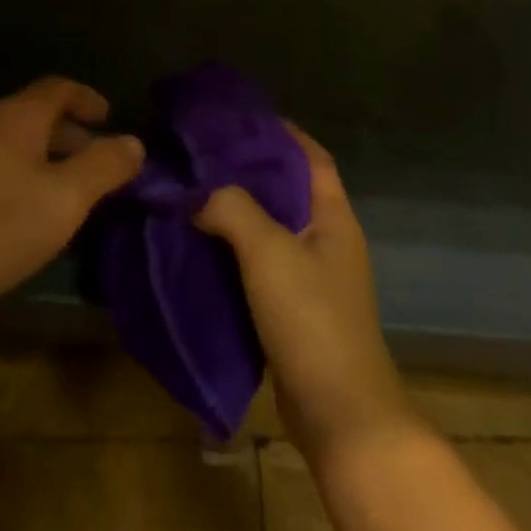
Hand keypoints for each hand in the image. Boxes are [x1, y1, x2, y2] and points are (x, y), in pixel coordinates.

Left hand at [0, 77, 143, 337]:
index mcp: (14, 118)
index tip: (111, 120)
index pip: (58, 87)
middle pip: (33, 116)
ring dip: (44, 162)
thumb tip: (134, 143)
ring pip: (10, 146)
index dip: (88, 99)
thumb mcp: (64, 200)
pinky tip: (20, 220)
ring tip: (66, 199)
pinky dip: (16, 181)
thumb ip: (104, 167)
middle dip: (71, 137)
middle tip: (98, 168)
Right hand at [195, 125, 416, 462]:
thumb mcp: (270, 253)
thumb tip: (199, 196)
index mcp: (334, 217)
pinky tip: (200, 246)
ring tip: (193, 194)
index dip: (282, 133)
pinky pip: (261, 265)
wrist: (338, 412)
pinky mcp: (294, 309)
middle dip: (249, 171)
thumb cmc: (312, 320)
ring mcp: (313, 277)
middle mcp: (327, 240)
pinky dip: (234, 251)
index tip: (240, 118)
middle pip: (288, 191)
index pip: (311, 158)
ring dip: (237, 212)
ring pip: (271, 229)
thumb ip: (234, 211)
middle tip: (202, 156)